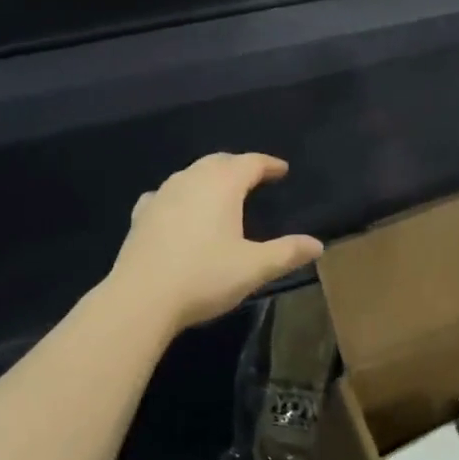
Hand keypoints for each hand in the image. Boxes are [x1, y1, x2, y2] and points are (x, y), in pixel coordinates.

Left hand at [107, 152, 323, 333]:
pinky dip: (179, 195)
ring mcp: (162, 195)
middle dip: (238, 165)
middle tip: (254, 176)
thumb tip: (317, 244)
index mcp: (222, 185)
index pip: (250, 163)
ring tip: (221, 191)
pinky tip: (177, 208)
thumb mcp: (254, 267)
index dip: (269, 164)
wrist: (141, 298)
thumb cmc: (204, 277)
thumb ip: (287, 252)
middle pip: (219, 161)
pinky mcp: (141, 214)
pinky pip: (165, 194)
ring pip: (190, 174)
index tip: (282, 170)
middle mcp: (191, 180)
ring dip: (209, 177)